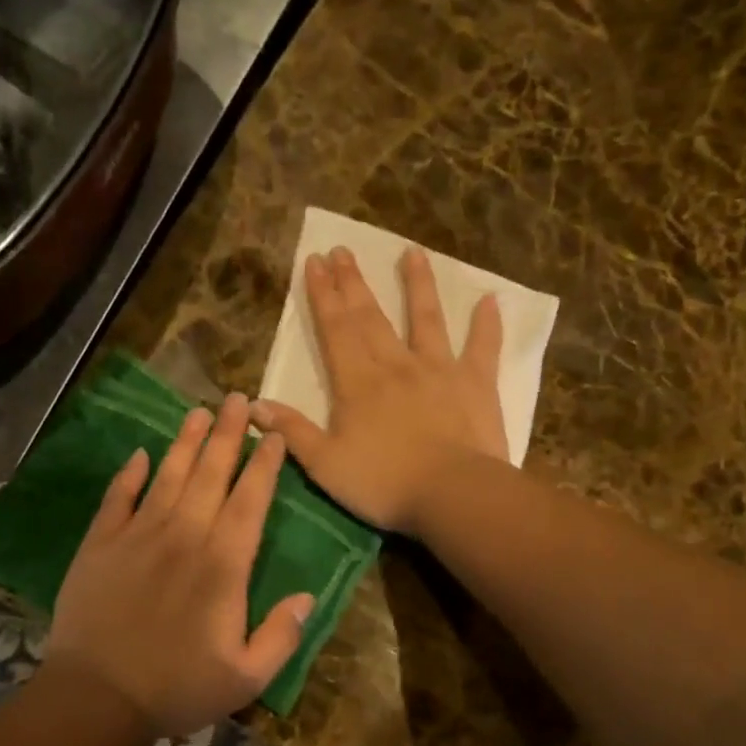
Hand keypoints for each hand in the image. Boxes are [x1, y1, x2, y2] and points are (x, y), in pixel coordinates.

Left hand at [47, 393, 314, 739]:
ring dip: (186, 442)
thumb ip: (282, 636)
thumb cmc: (177, 689)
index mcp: (223, 565)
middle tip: (239, 400)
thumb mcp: (246, 678)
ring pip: (169, 476)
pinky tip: (140, 454)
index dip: (265, 466)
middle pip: (212, 474)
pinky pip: (118, 498)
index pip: (250, 502)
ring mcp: (138, 536)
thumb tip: (307, 597)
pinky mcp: (100, 544)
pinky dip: (129, 474)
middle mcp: (184, 536)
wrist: (95, 699)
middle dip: (228, 434)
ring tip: (199, 411)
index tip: (274, 436)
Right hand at [251, 247, 507, 533]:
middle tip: (344, 251)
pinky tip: (491, 301)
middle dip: (354, 283)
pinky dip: (487, 325)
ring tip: (412, 253)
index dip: (323, 295)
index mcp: (357, 383)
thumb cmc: (383, 483)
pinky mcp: (476, 385)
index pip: (335, 329)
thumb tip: (254, 404)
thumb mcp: (325, 464)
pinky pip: (483, 348)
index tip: (315, 262)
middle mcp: (396, 365)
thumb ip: (292, 432)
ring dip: (418, 285)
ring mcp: (439, 370)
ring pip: (426, 319)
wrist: (452, 494)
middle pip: (371, 317)